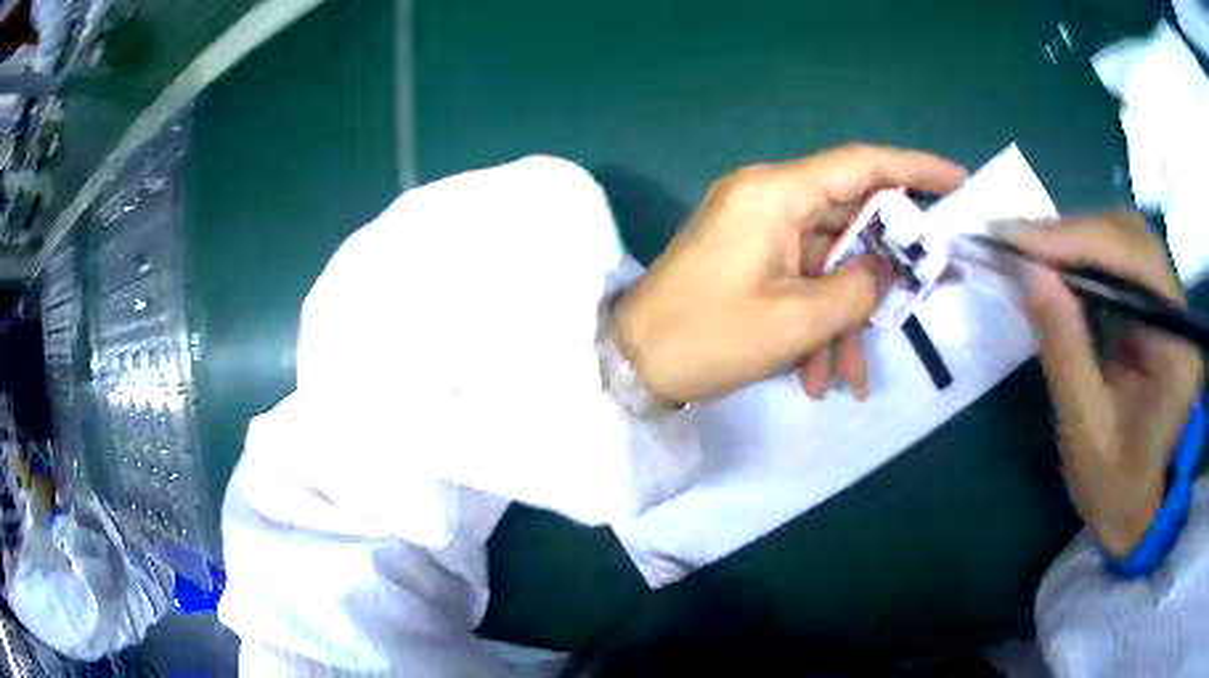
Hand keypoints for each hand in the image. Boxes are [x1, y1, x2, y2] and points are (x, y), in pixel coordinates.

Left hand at [614, 144, 965, 404]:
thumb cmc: (708, 337)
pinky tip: (818, 377)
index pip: (860, 163)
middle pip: (850, 221)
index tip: (956, 179)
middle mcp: (768, 198)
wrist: (630, 364)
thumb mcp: (798, 321)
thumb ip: (860, 288)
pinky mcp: (750, 258)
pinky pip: (801, 282)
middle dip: (885, 269)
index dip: (913, 167)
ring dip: (844, 320)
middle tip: (927, 295)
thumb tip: (889, 269)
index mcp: (775, 193)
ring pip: (828, 265)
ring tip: (851, 380)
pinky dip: (816, 324)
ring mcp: (758, 230)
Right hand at [1012, 211, 1202, 556]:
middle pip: (1130, 237)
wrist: (1135, 514)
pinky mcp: (1153, 312)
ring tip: (1030, 252)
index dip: (1075, 241)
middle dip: (1073, 233)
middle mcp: (1177, 313)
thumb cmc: (1115, 489)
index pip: (1134, 263)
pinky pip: (1119, 263)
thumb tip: (1027, 273)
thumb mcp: (1085, 431)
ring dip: (1076, 239)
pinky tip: (1056, 267)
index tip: (1015, 240)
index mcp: (1175, 347)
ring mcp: (1167, 308)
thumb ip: (1063, 349)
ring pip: (1124, 241)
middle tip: (1017, 243)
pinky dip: (1083, 256)